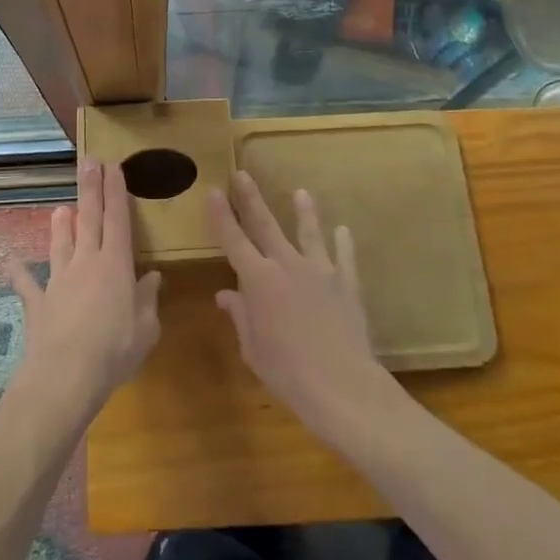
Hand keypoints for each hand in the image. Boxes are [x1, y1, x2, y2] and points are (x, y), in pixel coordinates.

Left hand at [8, 156, 161, 421]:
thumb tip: (153, 277)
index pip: (117, 218)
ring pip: (60, 243)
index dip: (116, 191)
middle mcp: (86, 263)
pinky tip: (11, 263)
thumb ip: (148, 299)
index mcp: (115, 265)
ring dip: (60, 225)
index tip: (113, 166)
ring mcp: (58, 280)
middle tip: (89, 162)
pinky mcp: (37, 303)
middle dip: (90, 188)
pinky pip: (27, 284)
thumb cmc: (114, 351)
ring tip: (60, 208)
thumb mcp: (146, 329)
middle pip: (88, 218)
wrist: (65, 377)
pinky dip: (19, 273)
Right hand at [210, 172, 396, 439]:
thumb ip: (240, 316)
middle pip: (265, 225)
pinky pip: (344, 257)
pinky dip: (343, 243)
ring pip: (309, 233)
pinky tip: (343, 231)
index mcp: (259, 280)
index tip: (213, 191)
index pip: (233, 240)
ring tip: (301, 192)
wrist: (342, 385)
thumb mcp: (253, 348)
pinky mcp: (347, 283)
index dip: (221, 215)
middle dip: (251, 199)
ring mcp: (320, 271)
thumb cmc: (287, 372)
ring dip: (304, 212)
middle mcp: (287, 265)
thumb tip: (225, 294)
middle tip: (242, 174)